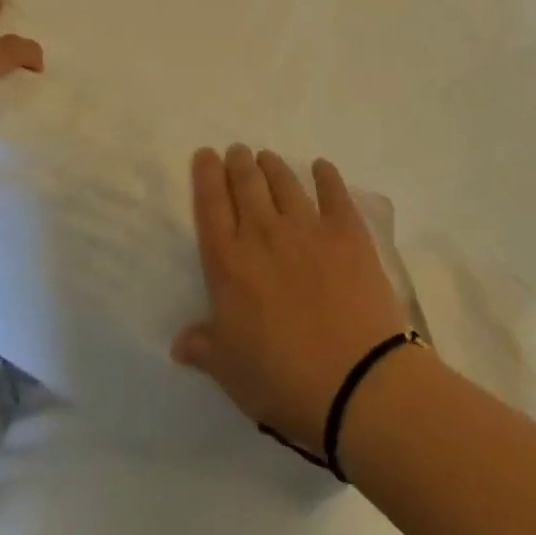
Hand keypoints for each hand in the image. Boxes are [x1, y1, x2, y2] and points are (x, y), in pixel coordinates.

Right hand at [172, 146, 409, 453]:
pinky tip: (321, 167)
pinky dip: (325, 174)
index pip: (210, 205)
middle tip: (238, 152)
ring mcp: (307, 227)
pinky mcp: (346, 231)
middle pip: (246, 183)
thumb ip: (204, 347)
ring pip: (283, 181)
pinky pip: (333, 191)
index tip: (206, 155)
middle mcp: (263, 233)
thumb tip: (179, 343)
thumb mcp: (231, 372)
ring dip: (272, 165)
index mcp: (229, 263)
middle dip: (239, 162)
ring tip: (267, 158)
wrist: (357, 382)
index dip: (206, 175)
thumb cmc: (284, 381)